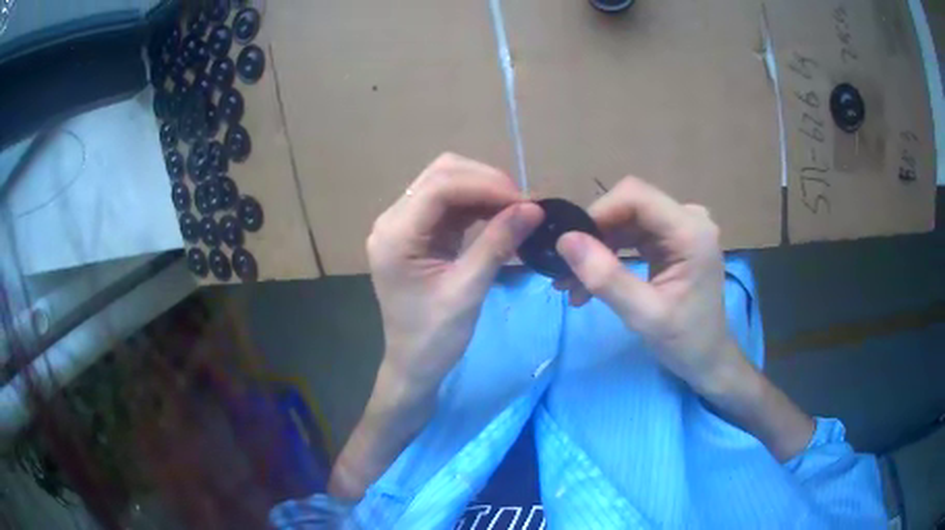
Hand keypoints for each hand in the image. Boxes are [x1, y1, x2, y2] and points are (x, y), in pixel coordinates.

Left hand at [367, 153, 543, 392]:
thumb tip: (534, 208)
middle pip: (442, 174)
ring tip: (518, 210)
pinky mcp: (419, 233)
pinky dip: (478, 205)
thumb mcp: (467, 291)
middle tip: (523, 205)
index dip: (485, 185)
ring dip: (484, 191)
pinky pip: (451, 204)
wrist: (414, 364)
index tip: (524, 201)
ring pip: (447, 183)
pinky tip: (501, 216)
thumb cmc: (433, 337)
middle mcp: (393, 221)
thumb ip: (497, 244)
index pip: (439, 186)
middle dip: (486, 182)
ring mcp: (405, 224)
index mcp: (394, 235)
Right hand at [555, 176, 743, 394]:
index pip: (635, 196)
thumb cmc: (685, 340)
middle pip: (628, 206)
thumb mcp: (644, 315)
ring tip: (573, 285)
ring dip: (597, 249)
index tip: (570, 246)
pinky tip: (591, 282)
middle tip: (566, 273)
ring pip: (625, 220)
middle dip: (594, 236)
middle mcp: (688, 218)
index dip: (598, 212)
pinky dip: (609, 255)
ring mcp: (680, 227)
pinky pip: (631, 234)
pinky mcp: (671, 239)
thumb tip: (565, 240)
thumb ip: (606, 278)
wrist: (707, 357)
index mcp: (691, 231)